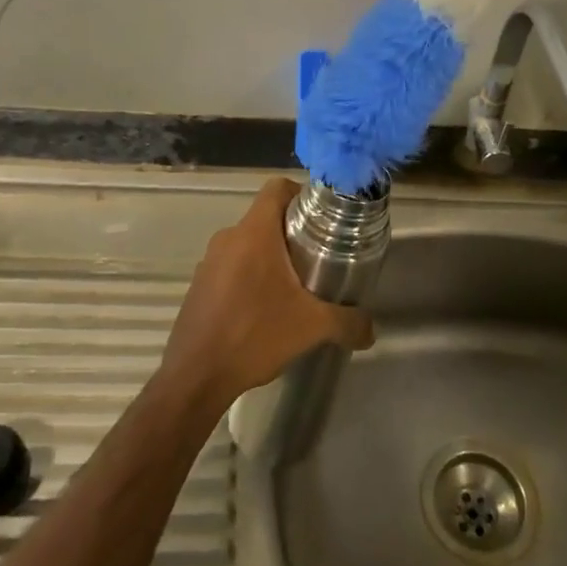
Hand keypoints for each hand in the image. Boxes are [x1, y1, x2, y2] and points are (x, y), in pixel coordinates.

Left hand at [160, 178, 374, 412]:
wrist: (195, 377)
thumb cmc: (253, 336)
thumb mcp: (311, 327)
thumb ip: (348, 322)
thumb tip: (371, 329)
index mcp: (254, 233)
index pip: (277, 188)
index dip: (302, 194)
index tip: (322, 218)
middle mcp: (228, 238)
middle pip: (266, 217)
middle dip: (293, 232)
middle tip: (319, 257)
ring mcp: (209, 261)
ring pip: (248, 243)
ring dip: (271, 256)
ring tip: (295, 286)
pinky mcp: (199, 285)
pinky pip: (231, 266)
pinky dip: (250, 276)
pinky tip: (264, 309)